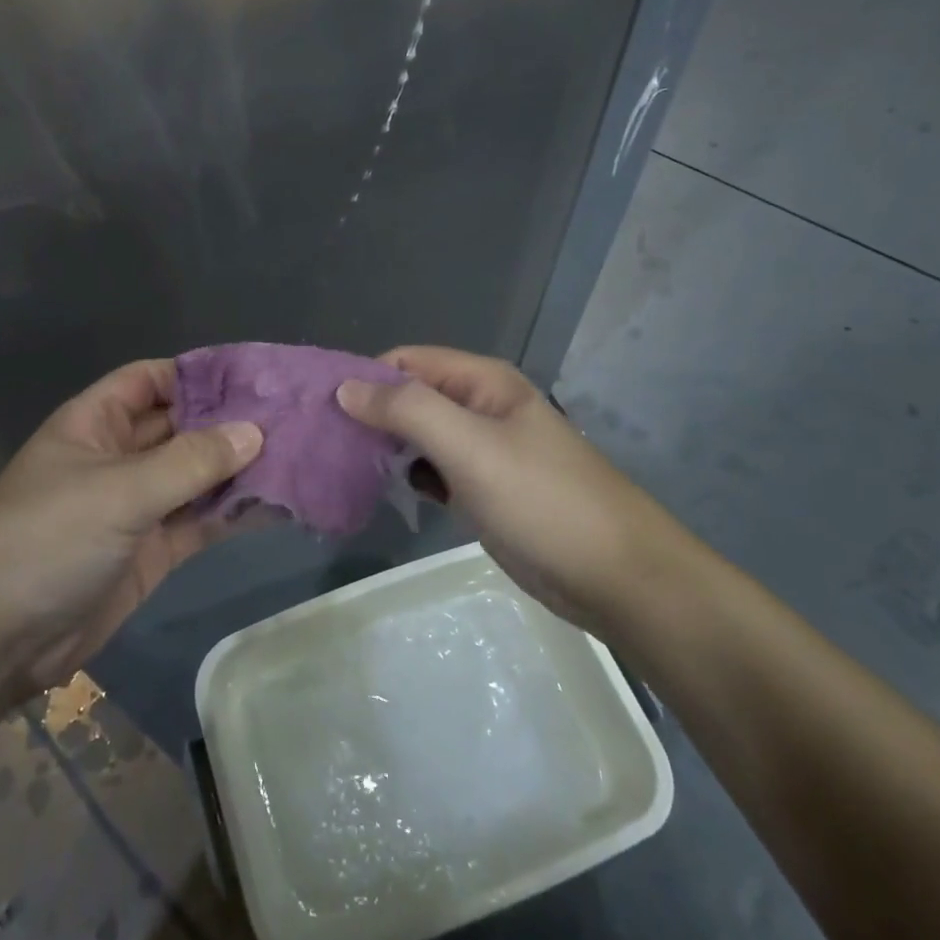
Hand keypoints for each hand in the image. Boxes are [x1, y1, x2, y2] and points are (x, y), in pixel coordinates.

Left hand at [0, 360, 261, 695]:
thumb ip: (190, 462)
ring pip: (195, 475)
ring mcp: (136, 505)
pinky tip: (277, 504)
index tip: (252, 376)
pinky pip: (198, 521)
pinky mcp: (152, 550)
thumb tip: (255, 432)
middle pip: (180, 426)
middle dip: (228, 421)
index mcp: (95, 423)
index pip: (150, 379)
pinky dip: (232, 513)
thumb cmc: (48, 539)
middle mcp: (118, 457)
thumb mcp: (119, 491)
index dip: (196, 373)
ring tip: (298, 455)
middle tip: (291, 416)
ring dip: (237, 468)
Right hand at [338, 346, 692, 633]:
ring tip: (339, 466)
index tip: (321, 409)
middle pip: (411, 396)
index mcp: (483, 383)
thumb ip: (407, 410)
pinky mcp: (484, 490)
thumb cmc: (543, 502)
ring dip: (385, 446)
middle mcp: (481, 408)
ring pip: (420, 435)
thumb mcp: (471, 447)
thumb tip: (346, 387)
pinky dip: (408, 475)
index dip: (365, 378)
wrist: (618, 578)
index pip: (407, 361)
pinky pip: (434, 470)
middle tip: (322, 442)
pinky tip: (381, 491)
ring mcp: (484, 451)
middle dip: (370, 413)